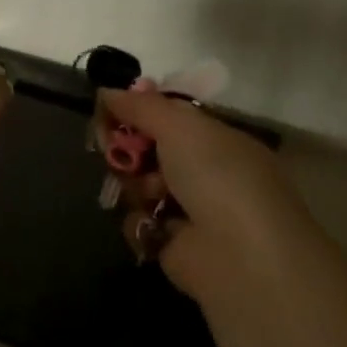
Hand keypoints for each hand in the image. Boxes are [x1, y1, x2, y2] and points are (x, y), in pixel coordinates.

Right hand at [98, 87, 322, 304]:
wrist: (240, 254)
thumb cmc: (217, 176)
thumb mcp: (180, 126)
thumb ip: (140, 106)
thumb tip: (107, 91)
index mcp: (215, 139)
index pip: (167, 116)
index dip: (136, 112)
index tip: (108, 112)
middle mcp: (203, 171)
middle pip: (147, 150)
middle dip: (127, 149)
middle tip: (115, 151)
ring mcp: (188, 209)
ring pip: (137, 186)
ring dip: (135, 187)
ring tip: (149, 196)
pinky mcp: (170, 243)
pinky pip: (138, 222)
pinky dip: (141, 222)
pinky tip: (153, 225)